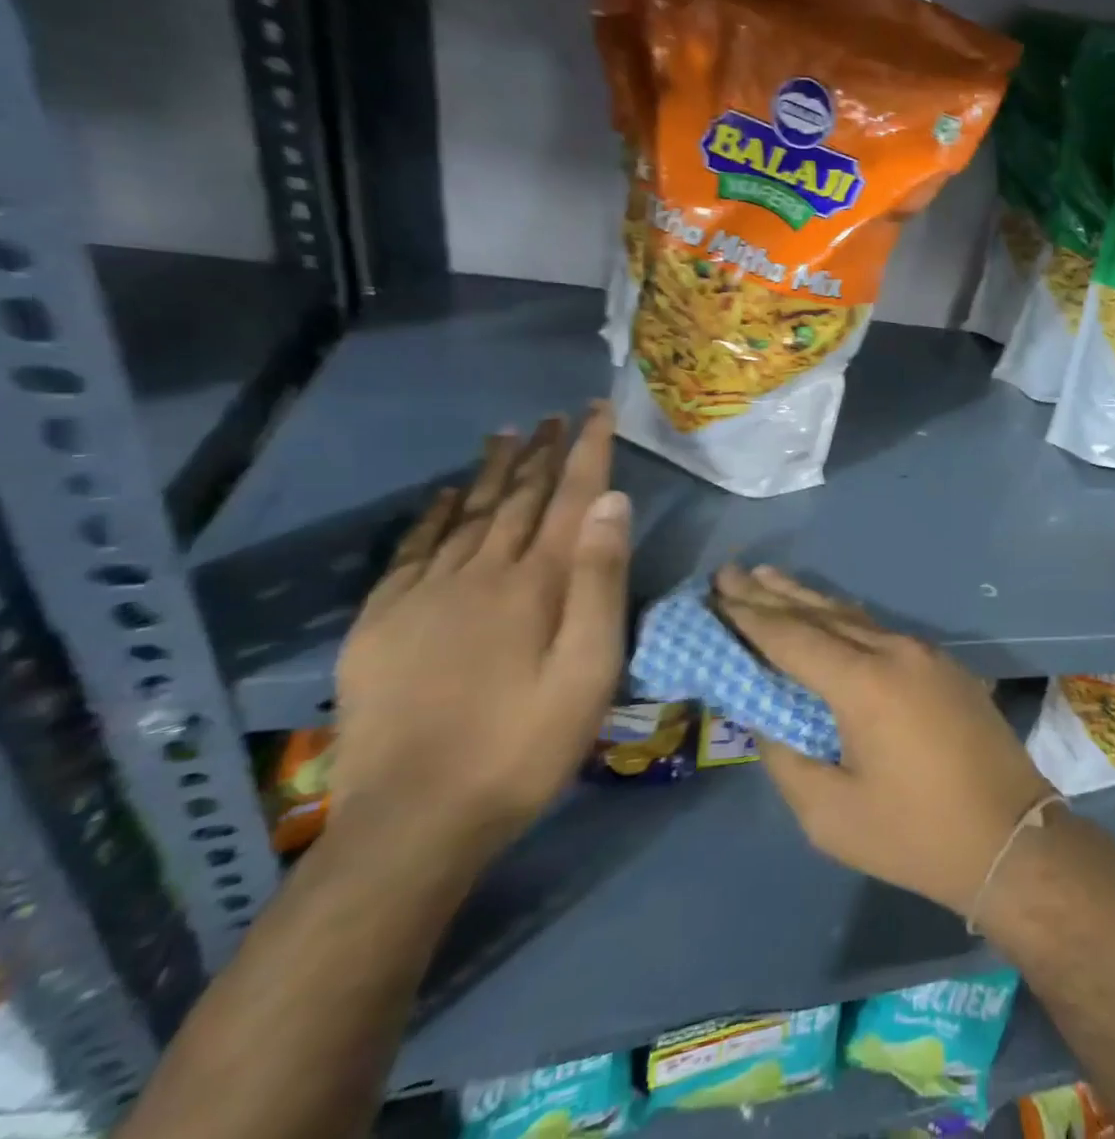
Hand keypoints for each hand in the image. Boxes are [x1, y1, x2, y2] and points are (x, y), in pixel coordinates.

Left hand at [327, 404, 632, 865]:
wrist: (413, 822)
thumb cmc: (524, 746)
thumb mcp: (590, 671)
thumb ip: (602, 584)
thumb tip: (612, 503)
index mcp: (534, 584)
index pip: (570, 498)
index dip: (587, 451)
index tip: (598, 412)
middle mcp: (479, 573)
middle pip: (519, 498)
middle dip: (543, 453)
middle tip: (557, 417)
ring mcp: (423, 595)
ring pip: (468, 515)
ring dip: (493, 472)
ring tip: (508, 435)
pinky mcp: (382, 623)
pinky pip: (413, 551)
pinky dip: (435, 516)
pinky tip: (447, 497)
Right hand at [713, 565, 1052, 915]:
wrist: (1011, 836)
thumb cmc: (915, 834)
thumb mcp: (831, 813)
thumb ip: (787, 757)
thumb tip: (767, 717)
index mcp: (864, 682)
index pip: (792, 637)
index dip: (749, 615)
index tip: (716, 591)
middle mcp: (894, 650)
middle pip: (821, 614)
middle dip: (771, 594)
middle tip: (730, 572)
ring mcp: (924, 652)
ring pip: (854, 616)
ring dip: (808, 599)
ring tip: (769, 578)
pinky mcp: (943, 664)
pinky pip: (880, 630)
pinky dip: (843, 619)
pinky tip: (827, 615)